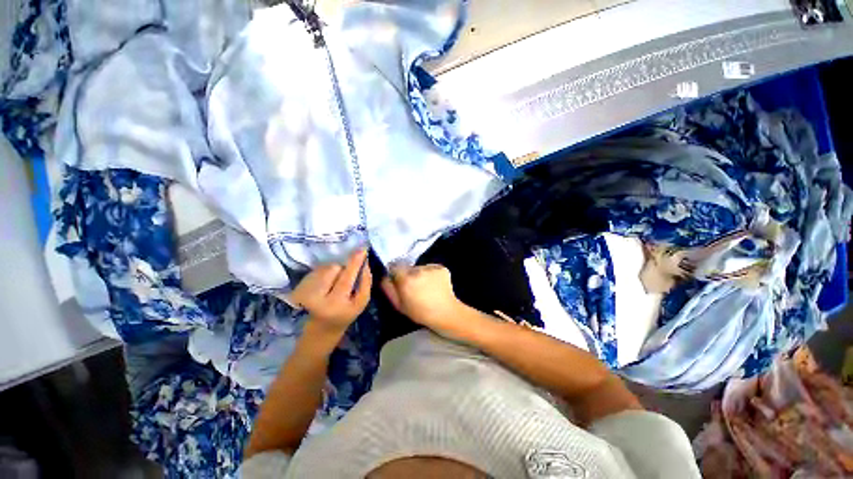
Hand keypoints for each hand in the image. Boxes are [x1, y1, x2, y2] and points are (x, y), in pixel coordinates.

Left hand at [289, 249, 371, 335]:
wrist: (321, 327)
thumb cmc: (345, 313)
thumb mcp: (360, 304)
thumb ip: (365, 284)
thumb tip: (364, 264)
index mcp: (338, 306)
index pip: (349, 281)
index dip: (356, 265)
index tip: (363, 250)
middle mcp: (320, 301)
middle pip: (338, 271)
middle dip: (351, 263)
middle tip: (360, 252)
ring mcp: (307, 294)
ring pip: (329, 268)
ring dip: (338, 269)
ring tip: (338, 280)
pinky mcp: (299, 289)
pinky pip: (319, 269)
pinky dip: (327, 271)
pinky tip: (328, 280)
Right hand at [381, 264, 464, 333]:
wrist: (446, 313)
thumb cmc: (420, 313)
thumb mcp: (399, 305)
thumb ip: (389, 289)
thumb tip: (384, 276)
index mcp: (406, 279)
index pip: (395, 266)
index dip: (396, 273)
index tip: (399, 281)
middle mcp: (418, 270)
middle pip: (409, 268)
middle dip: (409, 275)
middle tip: (414, 287)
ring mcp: (431, 268)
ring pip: (421, 268)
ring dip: (421, 275)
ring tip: (427, 287)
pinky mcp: (442, 268)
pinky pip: (432, 269)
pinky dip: (432, 275)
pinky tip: (435, 285)